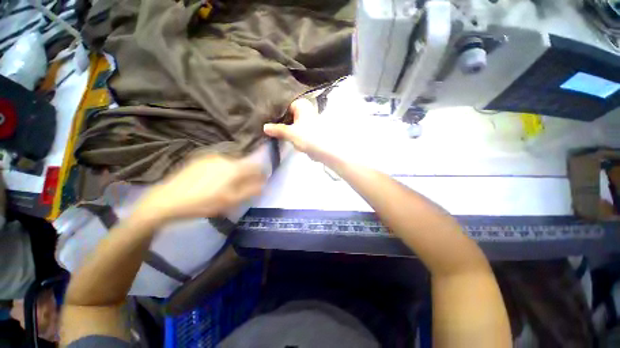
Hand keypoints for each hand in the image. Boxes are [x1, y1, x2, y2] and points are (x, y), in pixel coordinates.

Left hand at [133, 155, 265, 224]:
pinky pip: (218, 163)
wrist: (167, 200)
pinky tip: (214, 181)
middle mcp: (225, 158)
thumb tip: (264, 184)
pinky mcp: (200, 159)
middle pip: (243, 164)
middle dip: (247, 174)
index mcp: (234, 168)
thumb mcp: (231, 201)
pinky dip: (222, 170)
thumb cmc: (203, 203)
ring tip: (227, 185)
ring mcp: (211, 157)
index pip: (256, 166)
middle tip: (243, 186)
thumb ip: (250, 191)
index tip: (262, 180)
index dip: (261, 173)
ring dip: (234, 172)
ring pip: (231, 164)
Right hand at [264, 99, 340, 163]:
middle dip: (277, 118)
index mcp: (301, 105)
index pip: (283, 103)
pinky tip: (278, 133)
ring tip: (269, 126)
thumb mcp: (291, 133)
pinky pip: (294, 127)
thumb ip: (277, 129)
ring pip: (290, 120)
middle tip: (264, 121)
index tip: (263, 113)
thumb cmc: (309, 137)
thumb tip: (264, 127)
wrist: (325, 150)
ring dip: (282, 125)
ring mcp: (306, 120)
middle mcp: (304, 109)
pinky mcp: (306, 129)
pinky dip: (288, 130)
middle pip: (287, 112)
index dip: (274, 109)